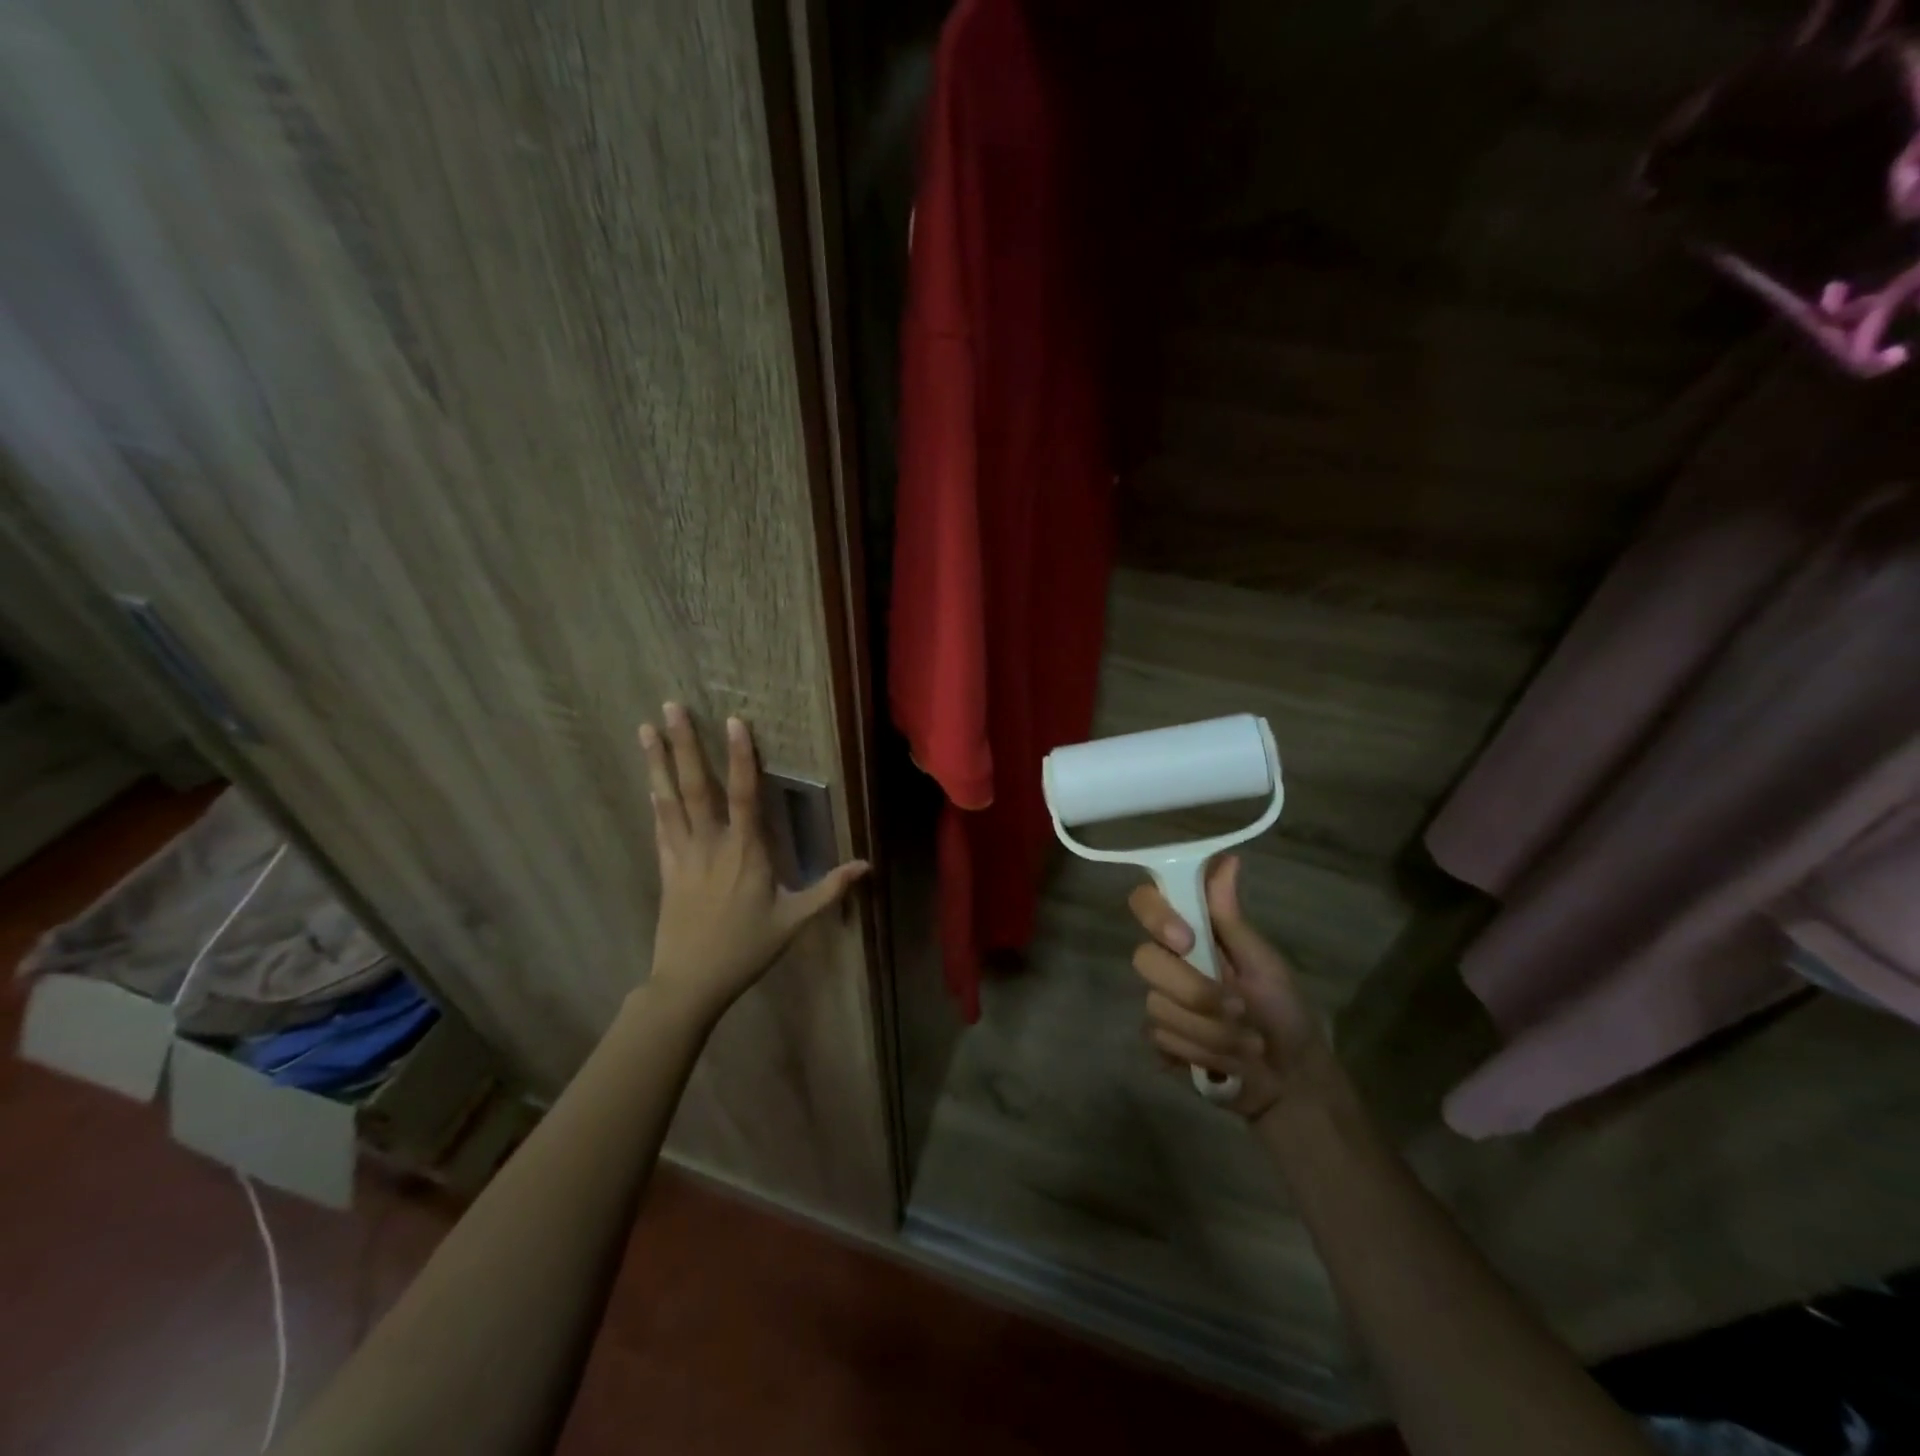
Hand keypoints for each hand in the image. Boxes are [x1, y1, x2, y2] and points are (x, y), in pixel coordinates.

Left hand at [638, 703, 868, 1020]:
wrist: (690, 982)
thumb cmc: (746, 949)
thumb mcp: (794, 921)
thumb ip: (829, 890)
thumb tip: (867, 866)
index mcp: (747, 853)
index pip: (745, 795)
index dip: (741, 757)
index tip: (734, 721)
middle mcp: (712, 845)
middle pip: (696, 786)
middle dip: (684, 744)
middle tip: (669, 706)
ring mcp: (684, 855)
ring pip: (670, 799)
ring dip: (658, 762)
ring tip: (645, 728)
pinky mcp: (666, 868)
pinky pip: (660, 825)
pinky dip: (656, 799)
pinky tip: (651, 780)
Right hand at [1129, 855, 1334, 1120]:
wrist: (1292, 1080)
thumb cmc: (1285, 1011)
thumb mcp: (1263, 962)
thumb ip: (1231, 917)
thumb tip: (1226, 858)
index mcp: (1190, 933)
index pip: (1145, 903)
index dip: (1156, 917)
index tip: (1186, 940)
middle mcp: (1168, 961)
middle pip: (1145, 960)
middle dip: (1196, 993)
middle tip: (1240, 1011)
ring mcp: (1160, 1001)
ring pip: (1157, 1007)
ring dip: (1211, 1032)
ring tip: (1247, 1045)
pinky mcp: (1160, 1039)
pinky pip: (1159, 1040)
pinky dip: (1200, 1054)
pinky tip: (1224, 1062)